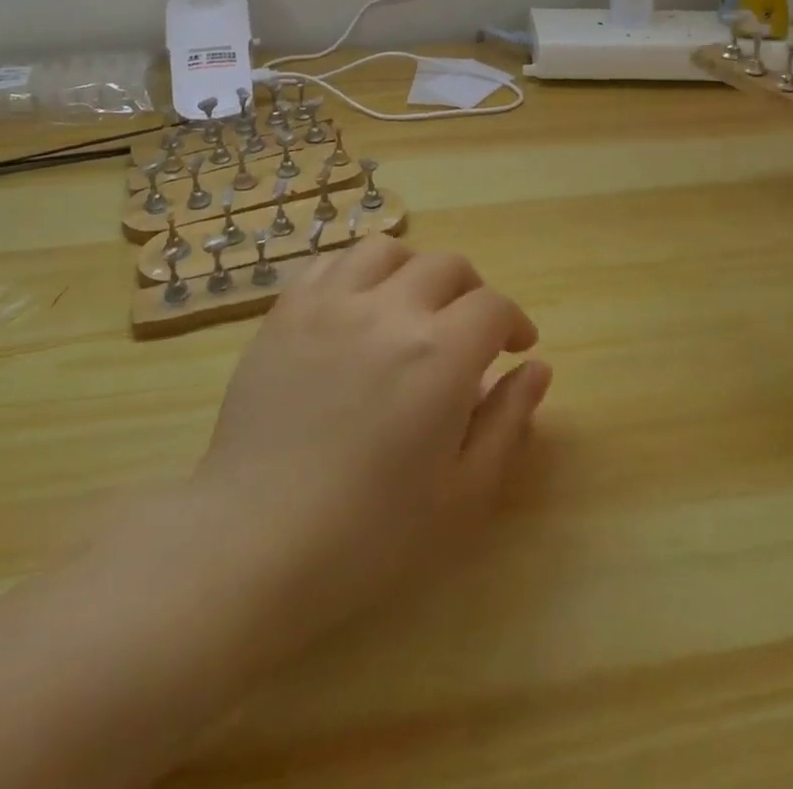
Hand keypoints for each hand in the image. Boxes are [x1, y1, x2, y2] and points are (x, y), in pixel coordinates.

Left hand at [186, 236, 550, 647]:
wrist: (254, 543)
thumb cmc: (369, 533)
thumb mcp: (462, 493)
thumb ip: (507, 420)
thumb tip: (537, 368)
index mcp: (439, 354)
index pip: (493, 306)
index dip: (514, 322)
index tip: (516, 348)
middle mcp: (389, 309)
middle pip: (446, 266)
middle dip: (472, 292)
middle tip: (469, 331)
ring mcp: (330, 303)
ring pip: (386, 250)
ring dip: (413, 270)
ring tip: (412, 305)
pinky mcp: (286, 311)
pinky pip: (329, 263)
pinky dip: (356, 271)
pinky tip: (357, 305)